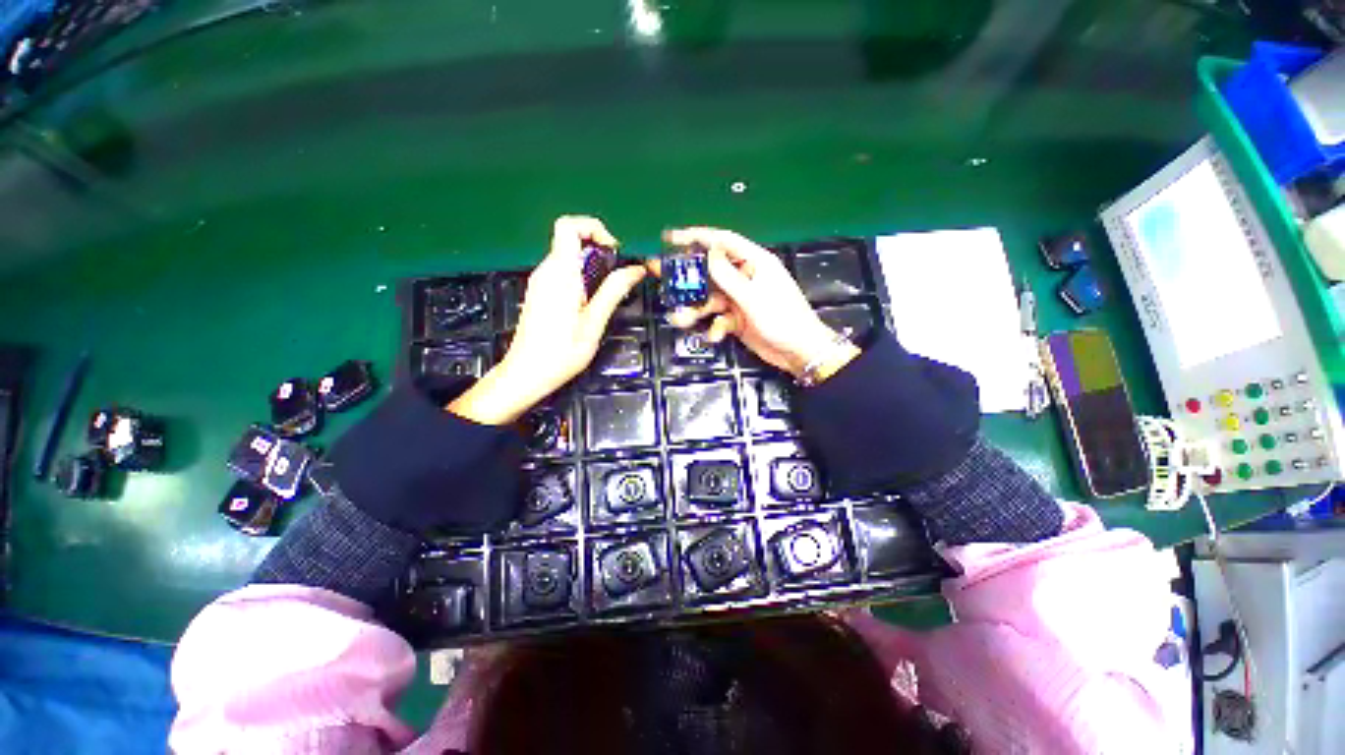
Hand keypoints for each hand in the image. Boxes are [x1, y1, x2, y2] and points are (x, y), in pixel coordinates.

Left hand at [449, 216, 645, 423]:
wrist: (526, 373)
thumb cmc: (562, 352)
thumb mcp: (594, 322)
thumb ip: (614, 291)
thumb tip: (636, 269)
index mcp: (560, 273)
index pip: (569, 225)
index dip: (594, 228)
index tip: (614, 251)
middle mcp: (546, 271)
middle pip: (570, 239)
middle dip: (598, 249)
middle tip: (617, 276)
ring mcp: (540, 281)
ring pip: (567, 256)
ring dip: (591, 265)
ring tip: (606, 293)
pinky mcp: (539, 292)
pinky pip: (562, 272)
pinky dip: (580, 276)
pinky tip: (589, 302)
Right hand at [656, 227, 859, 381]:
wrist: (799, 353)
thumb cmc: (782, 319)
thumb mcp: (752, 297)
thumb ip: (727, 275)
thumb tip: (709, 250)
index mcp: (754, 262)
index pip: (722, 242)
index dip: (696, 236)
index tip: (671, 237)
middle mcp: (745, 277)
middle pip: (709, 271)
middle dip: (687, 277)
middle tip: (661, 278)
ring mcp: (740, 299)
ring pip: (710, 298)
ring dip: (696, 309)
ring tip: (681, 319)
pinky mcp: (738, 318)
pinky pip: (718, 318)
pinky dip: (714, 326)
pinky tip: (715, 335)